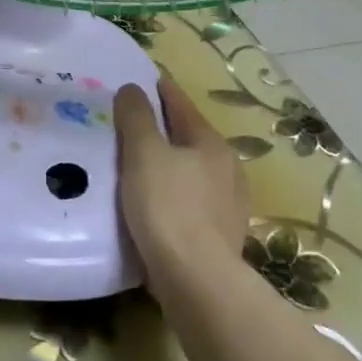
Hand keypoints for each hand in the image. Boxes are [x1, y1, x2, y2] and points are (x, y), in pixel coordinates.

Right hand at [113, 76, 249, 273]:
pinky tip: (157, 206)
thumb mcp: (144, 155)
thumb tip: (133, 88)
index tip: (148, 81)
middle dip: (167, 130)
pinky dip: (174, 195)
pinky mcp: (221, 236)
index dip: (164, 92)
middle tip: (135, 125)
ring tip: (141, 167)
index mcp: (211, 144)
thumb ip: (137, 118)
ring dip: (171, 165)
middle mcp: (227, 169)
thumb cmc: (167, 208)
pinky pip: (192, 203)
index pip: (183, 107)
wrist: (196, 279)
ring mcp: (229, 205)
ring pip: (193, 173)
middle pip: (191, 139)